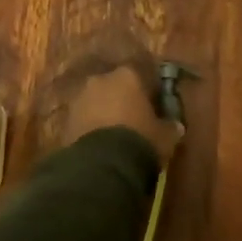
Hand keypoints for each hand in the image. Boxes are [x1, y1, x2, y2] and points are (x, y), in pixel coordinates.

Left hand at [64, 66, 183, 164]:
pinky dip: (90, 128)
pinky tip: (98, 145)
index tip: (153, 107)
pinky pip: (83, 119)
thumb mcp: (165, 136)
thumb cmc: (139, 141)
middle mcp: (101, 79)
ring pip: (96, 101)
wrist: (102, 165)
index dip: (147, 92)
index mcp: (128, 75)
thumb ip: (170, 127)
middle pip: (115, 86)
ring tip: (113, 136)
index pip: (141, 75)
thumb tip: (176, 125)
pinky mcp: (65, 119)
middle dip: (122, 100)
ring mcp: (80, 97)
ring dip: (103, 113)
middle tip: (131, 121)